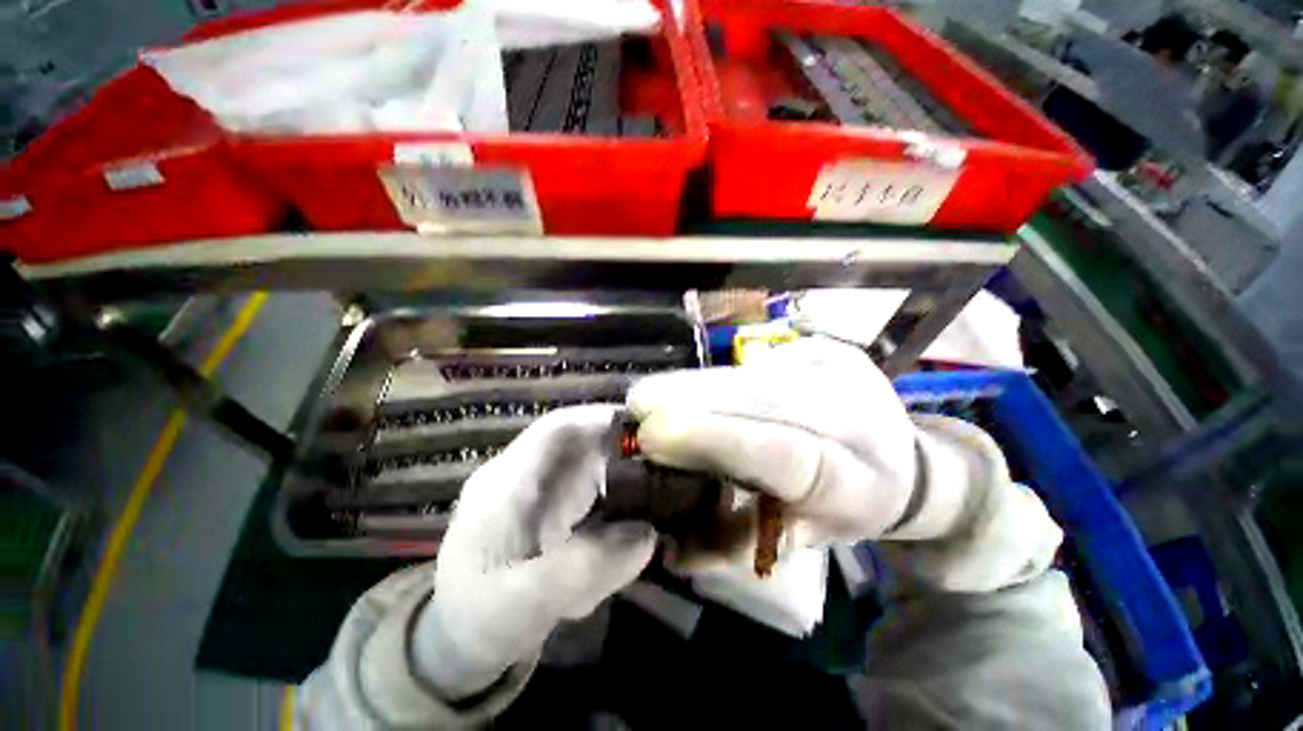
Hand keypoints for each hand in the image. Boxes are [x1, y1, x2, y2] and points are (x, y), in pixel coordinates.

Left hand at [412, 406, 655, 700]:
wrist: (457, 641)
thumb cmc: (480, 620)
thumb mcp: (524, 603)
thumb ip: (583, 569)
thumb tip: (648, 534)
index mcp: (506, 484)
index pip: (556, 430)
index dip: (601, 419)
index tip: (647, 428)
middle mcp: (525, 474)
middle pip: (581, 441)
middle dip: (624, 448)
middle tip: (668, 465)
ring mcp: (540, 489)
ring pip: (591, 463)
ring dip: (624, 473)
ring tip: (659, 492)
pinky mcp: (552, 506)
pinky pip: (592, 488)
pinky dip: (618, 497)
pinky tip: (635, 517)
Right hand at [627, 338, 924, 553]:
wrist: (905, 464)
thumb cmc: (847, 509)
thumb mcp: (800, 542)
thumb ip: (738, 541)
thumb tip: (674, 545)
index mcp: (856, 481)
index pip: (780, 454)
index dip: (714, 439)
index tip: (654, 432)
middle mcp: (856, 415)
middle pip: (764, 398)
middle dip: (694, 399)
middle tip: (639, 401)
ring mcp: (845, 371)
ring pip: (758, 374)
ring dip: (699, 385)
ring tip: (654, 393)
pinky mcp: (829, 349)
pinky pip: (761, 363)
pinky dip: (722, 378)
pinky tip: (696, 389)